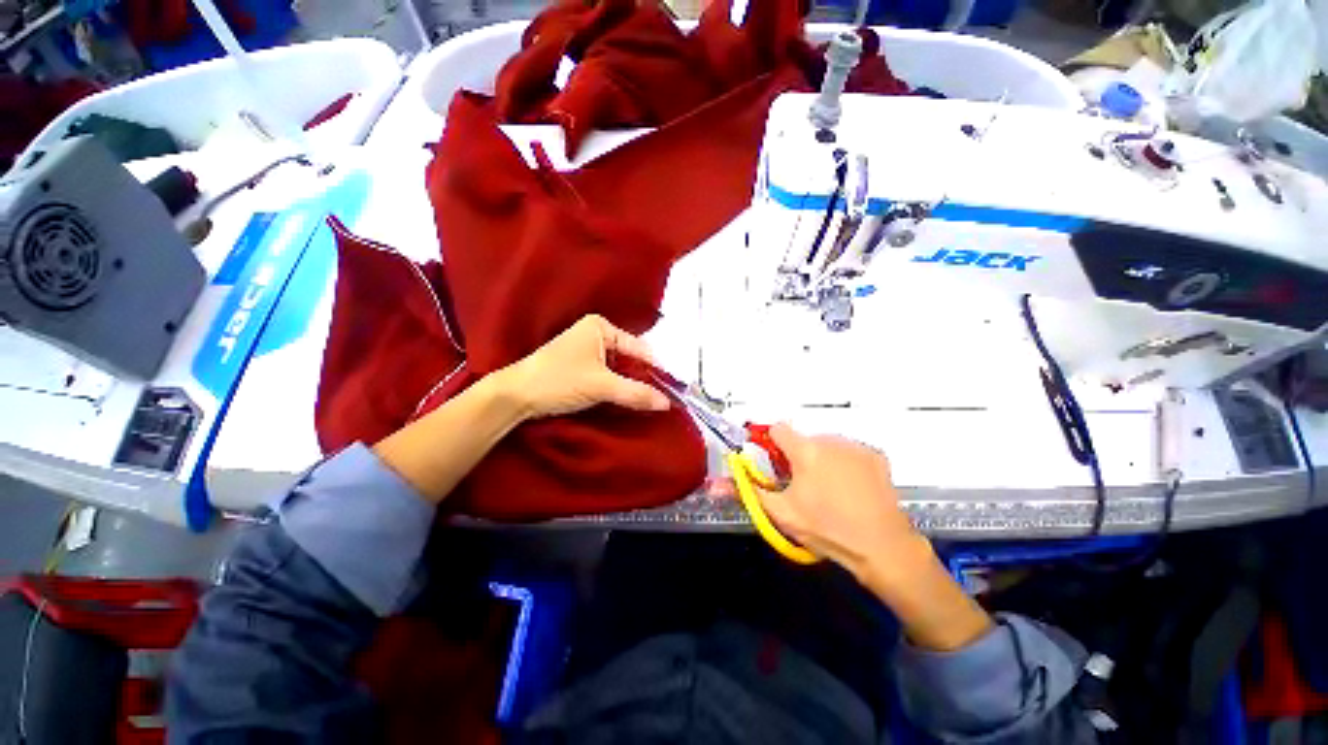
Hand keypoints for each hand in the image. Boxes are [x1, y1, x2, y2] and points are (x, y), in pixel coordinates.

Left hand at [499, 315, 670, 419]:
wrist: (516, 396)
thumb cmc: (559, 381)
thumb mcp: (601, 386)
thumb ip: (636, 393)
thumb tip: (667, 403)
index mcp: (601, 327)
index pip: (639, 348)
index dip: (655, 369)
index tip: (672, 390)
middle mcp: (596, 333)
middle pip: (630, 357)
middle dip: (643, 378)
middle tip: (660, 399)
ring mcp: (587, 349)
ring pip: (619, 368)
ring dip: (630, 384)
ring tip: (647, 402)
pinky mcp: (580, 365)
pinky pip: (608, 374)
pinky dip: (618, 387)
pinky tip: (627, 400)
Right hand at [757, 424, 992, 650]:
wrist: (883, 547)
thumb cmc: (827, 528)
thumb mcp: (781, 513)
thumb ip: (748, 492)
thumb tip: (719, 484)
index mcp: (804, 449)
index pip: (777, 429)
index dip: (771, 444)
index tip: (775, 465)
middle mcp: (829, 439)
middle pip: (802, 439)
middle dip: (797, 457)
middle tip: (802, 486)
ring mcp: (855, 446)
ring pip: (826, 445)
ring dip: (821, 459)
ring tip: (829, 490)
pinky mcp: (875, 455)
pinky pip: (848, 452)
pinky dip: (844, 463)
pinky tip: (851, 489)